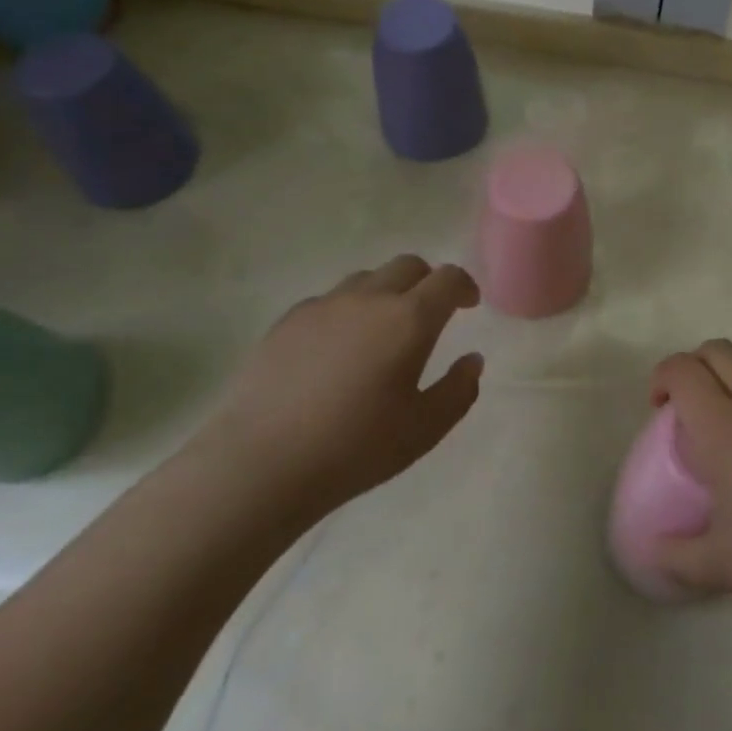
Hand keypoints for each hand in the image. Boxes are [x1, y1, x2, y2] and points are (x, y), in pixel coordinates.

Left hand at [201, 255, 483, 528]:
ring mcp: (324, 305)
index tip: (469, 305)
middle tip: (430, 315)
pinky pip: (330, 300)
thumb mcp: (424, 430)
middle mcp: (369, 298)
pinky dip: (347, 311)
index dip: (465, 286)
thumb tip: (472, 360)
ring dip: (387, 293)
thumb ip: (459, 390)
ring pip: (367, 279)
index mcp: (409, 319)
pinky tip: (337, 350)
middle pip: (409, 265)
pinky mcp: (288, 321)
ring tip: (382, 331)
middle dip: (428, 282)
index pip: (448, 278)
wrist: (259, 464)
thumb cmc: (354, 449)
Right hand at [650, 341, 731, 645]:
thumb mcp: (724, 565)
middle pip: (719, 351)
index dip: (662, 377)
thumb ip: (679, 556)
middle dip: (694, 367)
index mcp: (725, 426)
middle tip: (687, 410)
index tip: (658, 408)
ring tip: (729, 429)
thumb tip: (652, 554)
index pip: (683, 370)